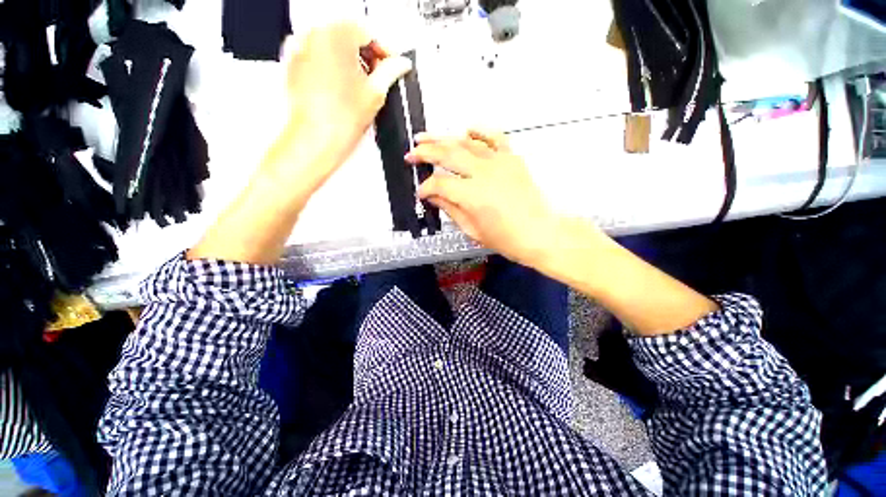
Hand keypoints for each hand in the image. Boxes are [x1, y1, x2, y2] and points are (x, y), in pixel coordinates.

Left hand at [283, 23, 411, 167]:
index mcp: (338, 35)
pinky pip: (317, 55)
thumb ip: (391, 72)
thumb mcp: (376, 93)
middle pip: (349, 34)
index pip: (368, 31)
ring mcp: (300, 47)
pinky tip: (341, 87)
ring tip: (360, 85)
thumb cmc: (340, 119)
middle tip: (378, 76)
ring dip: (349, 59)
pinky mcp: (293, 62)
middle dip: (366, 54)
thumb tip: (401, 64)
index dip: (385, 50)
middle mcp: (315, 35)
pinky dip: (331, 65)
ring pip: (333, 44)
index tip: (391, 64)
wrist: (317, 138)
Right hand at [406, 130, 561, 266]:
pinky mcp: (512, 158)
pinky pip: (494, 137)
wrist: (540, 233)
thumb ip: (450, 209)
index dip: (425, 187)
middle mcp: (483, 172)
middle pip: (448, 154)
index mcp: (472, 195)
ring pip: (466, 142)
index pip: (439, 183)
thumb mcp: (472, 230)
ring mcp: (499, 162)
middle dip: (425, 153)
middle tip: (411, 154)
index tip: (420, 193)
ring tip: (426, 137)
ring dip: (443, 138)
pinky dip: (479, 131)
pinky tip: (467, 129)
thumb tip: (433, 196)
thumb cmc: (505, 239)